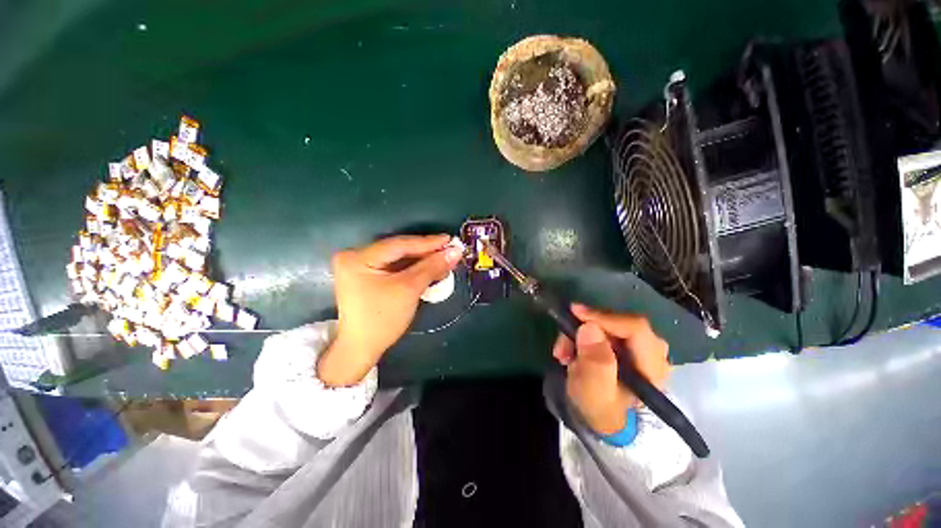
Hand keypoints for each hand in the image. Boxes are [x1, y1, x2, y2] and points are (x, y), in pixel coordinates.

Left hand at [318, 234, 462, 386]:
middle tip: (449, 250)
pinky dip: (412, 269)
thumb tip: (455, 251)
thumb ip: (432, 267)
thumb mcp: (409, 289)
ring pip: (398, 258)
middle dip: (426, 252)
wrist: (361, 349)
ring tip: (443, 260)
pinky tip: (429, 269)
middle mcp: (354, 256)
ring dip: (421, 261)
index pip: (399, 244)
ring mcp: (359, 266)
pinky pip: (393, 267)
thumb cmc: (383, 319)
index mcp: (357, 257)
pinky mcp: (366, 276)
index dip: (427, 242)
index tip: (450, 240)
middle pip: (398, 250)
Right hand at [552, 304, 669, 434]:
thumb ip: (595, 363)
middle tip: (564, 342)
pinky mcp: (626, 343)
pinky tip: (571, 350)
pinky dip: (583, 334)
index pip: (635, 329)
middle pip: (620, 323)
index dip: (604, 317)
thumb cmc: (598, 408)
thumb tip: (590, 328)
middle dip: (587, 328)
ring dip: (580, 333)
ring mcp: (640, 346)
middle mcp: (653, 352)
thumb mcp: (593, 392)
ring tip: (563, 352)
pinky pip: (603, 327)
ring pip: (608, 323)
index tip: (575, 313)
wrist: (600, 416)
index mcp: (652, 368)